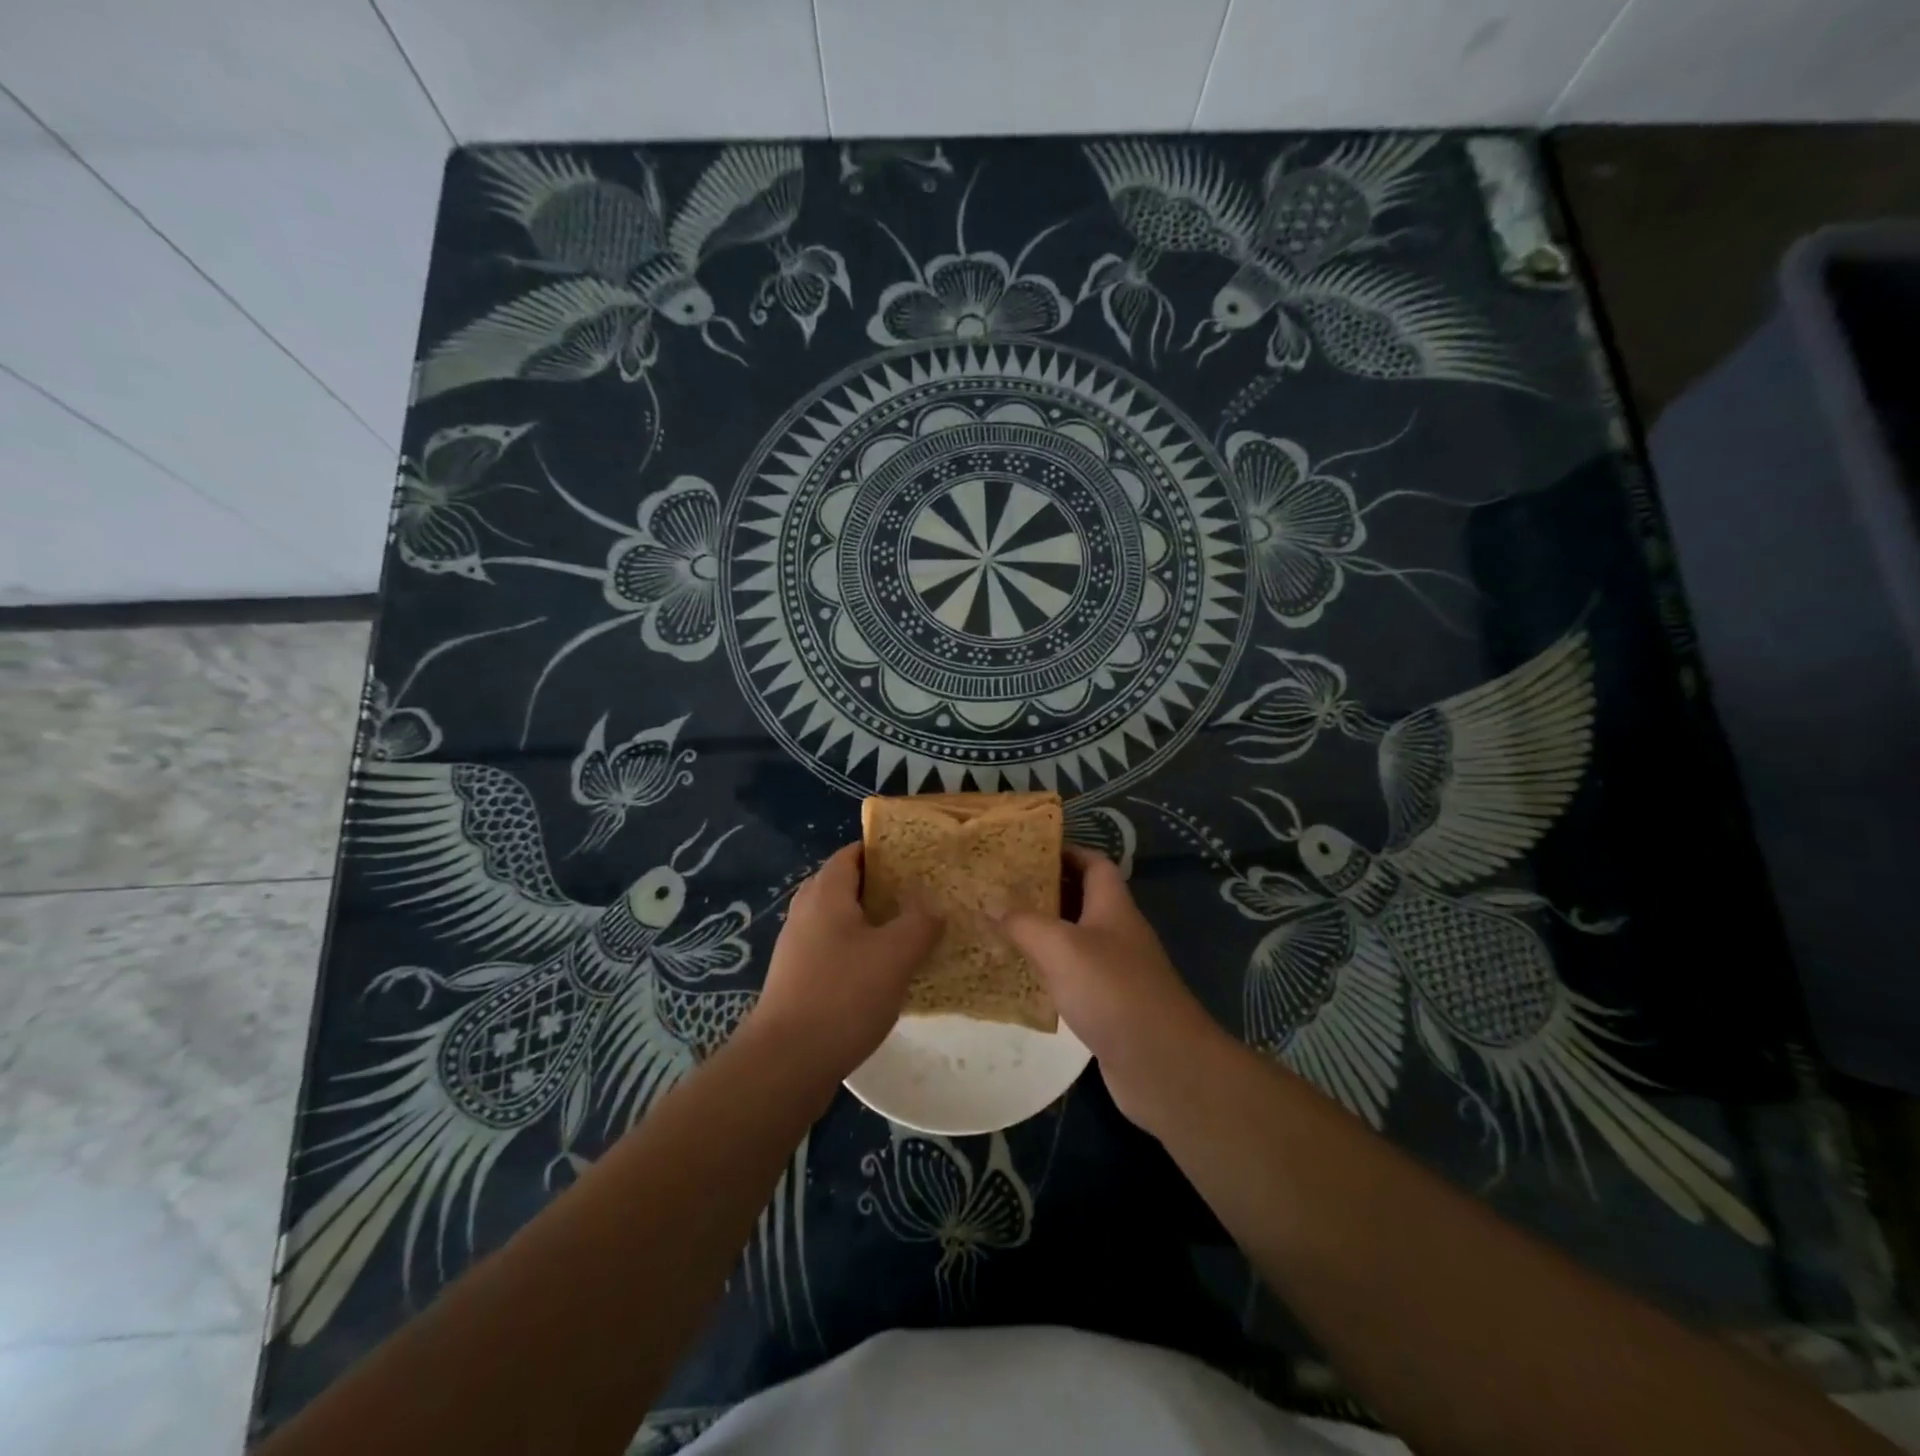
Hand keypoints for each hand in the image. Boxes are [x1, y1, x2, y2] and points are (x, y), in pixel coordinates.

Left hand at [748, 842, 939, 1083]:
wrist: (786, 1062)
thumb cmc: (843, 995)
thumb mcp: (895, 954)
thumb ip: (920, 923)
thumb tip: (933, 910)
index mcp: (826, 893)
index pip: (852, 852)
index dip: (884, 850)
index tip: (917, 859)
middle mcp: (806, 911)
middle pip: (846, 884)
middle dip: (882, 887)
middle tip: (920, 896)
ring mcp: (797, 946)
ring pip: (841, 920)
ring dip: (872, 923)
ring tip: (910, 933)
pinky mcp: (797, 978)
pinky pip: (834, 949)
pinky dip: (859, 951)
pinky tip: (885, 973)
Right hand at [998, 846, 1226, 1132]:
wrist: (1163, 1065)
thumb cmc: (1113, 991)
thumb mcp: (1061, 947)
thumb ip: (1024, 922)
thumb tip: (990, 901)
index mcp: (1113, 906)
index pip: (1093, 863)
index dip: (1064, 851)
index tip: (1025, 851)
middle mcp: (1118, 932)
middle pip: (1081, 898)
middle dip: (1044, 890)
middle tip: (1000, 889)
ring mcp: (1117, 970)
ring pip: (1075, 939)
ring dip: (1043, 932)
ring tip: (1000, 927)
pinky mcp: (1110, 1005)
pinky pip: (1074, 976)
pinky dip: (1049, 971)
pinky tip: (1020, 977)